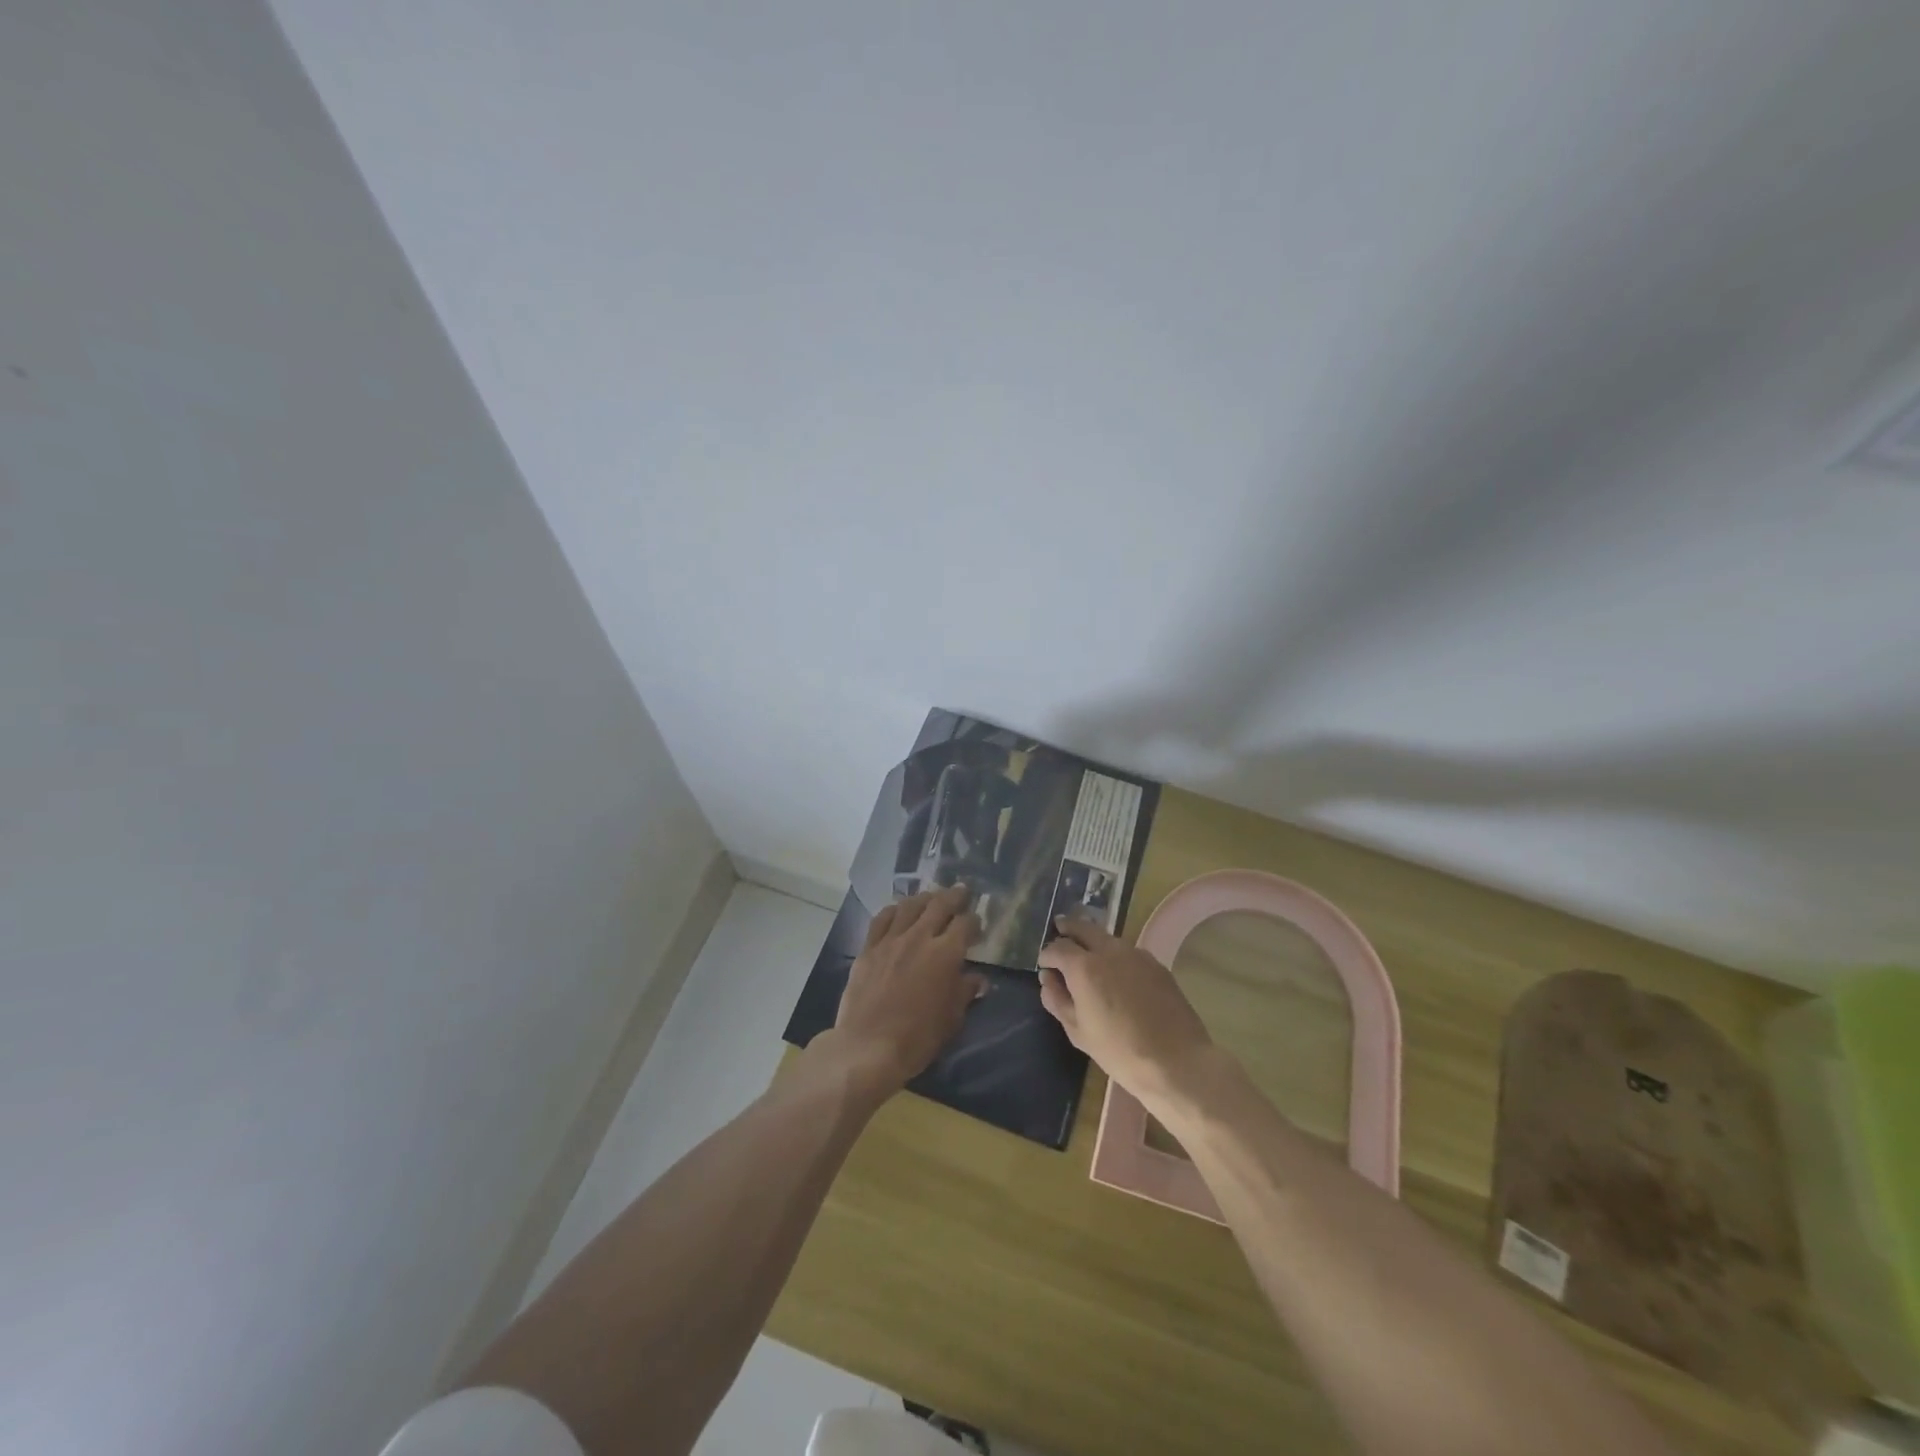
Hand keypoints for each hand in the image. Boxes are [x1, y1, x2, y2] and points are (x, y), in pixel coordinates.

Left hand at [824, 885, 984, 1100]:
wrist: (868, 1048)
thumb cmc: (917, 1038)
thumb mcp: (952, 1019)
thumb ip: (965, 992)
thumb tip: (978, 979)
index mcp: (945, 954)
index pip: (965, 924)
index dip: (974, 921)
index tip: (977, 924)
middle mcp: (919, 938)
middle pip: (939, 905)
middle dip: (954, 896)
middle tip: (962, 891)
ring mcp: (891, 940)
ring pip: (910, 906)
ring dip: (924, 898)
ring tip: (932, 897)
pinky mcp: (868, 948)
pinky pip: (882, 919)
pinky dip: (894, 910)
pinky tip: (898, 910)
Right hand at [1037, 915, 1214, 1112]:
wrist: (1176, 1061)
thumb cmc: (1119, 1051)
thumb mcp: (1078, 1032)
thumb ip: (1057, 1000)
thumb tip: (1048, 979)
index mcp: (1084, 967)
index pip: (1058, 947)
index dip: (1047, 954)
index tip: (1045, 964)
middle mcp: (1109, 950)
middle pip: (1083, 927)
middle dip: (1068, 928)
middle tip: (1059, 930)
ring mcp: (1136, 954)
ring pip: (1107, 937)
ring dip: (1093, 940)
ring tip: (1087, 954)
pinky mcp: (1156, 964)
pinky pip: (1128, 951)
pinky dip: (1115, 954)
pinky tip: (1117, 973)